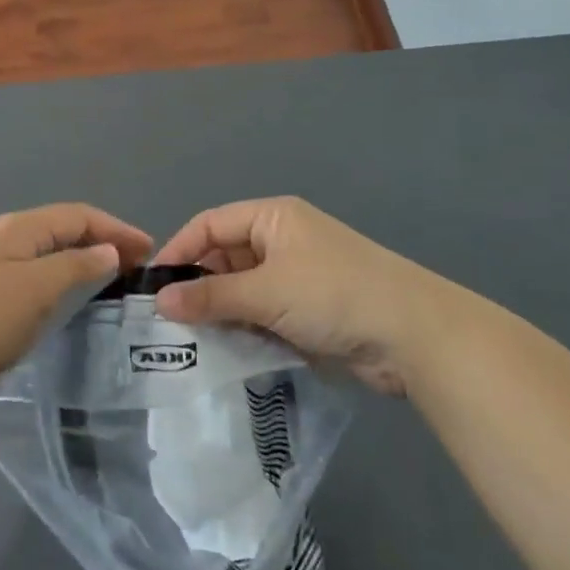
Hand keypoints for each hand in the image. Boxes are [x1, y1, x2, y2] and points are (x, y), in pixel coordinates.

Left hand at [0, 204, 152, 396]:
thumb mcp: (36, 291)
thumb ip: (75, 267)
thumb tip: (106, 249)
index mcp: (18, 227)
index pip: (78, 215)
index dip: (116, 228)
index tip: (149, 250)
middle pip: (58, 227)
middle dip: (97, 240)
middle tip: (130, 266)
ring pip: (39, 248)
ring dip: (74, 257)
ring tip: (100, 278)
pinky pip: (23, 267)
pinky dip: (51, 273)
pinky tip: (52, 295)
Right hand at [153, 196, 467, 395]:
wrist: (416, 336)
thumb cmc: (333, 295)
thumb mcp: (266, 292)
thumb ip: (210, 296)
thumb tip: (159, 303)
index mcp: (272, 218)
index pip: (209, 225)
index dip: (179, 251)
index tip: (153, 287)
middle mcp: (281, 240)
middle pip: (224, 257)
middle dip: (198, 287)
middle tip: (170, 322)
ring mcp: (296, 276)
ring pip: (242, 290)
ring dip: (221, 312)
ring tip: (192, 342)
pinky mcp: (308, 310)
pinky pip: (262, 313)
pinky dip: (245, 329)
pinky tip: (227, 351)